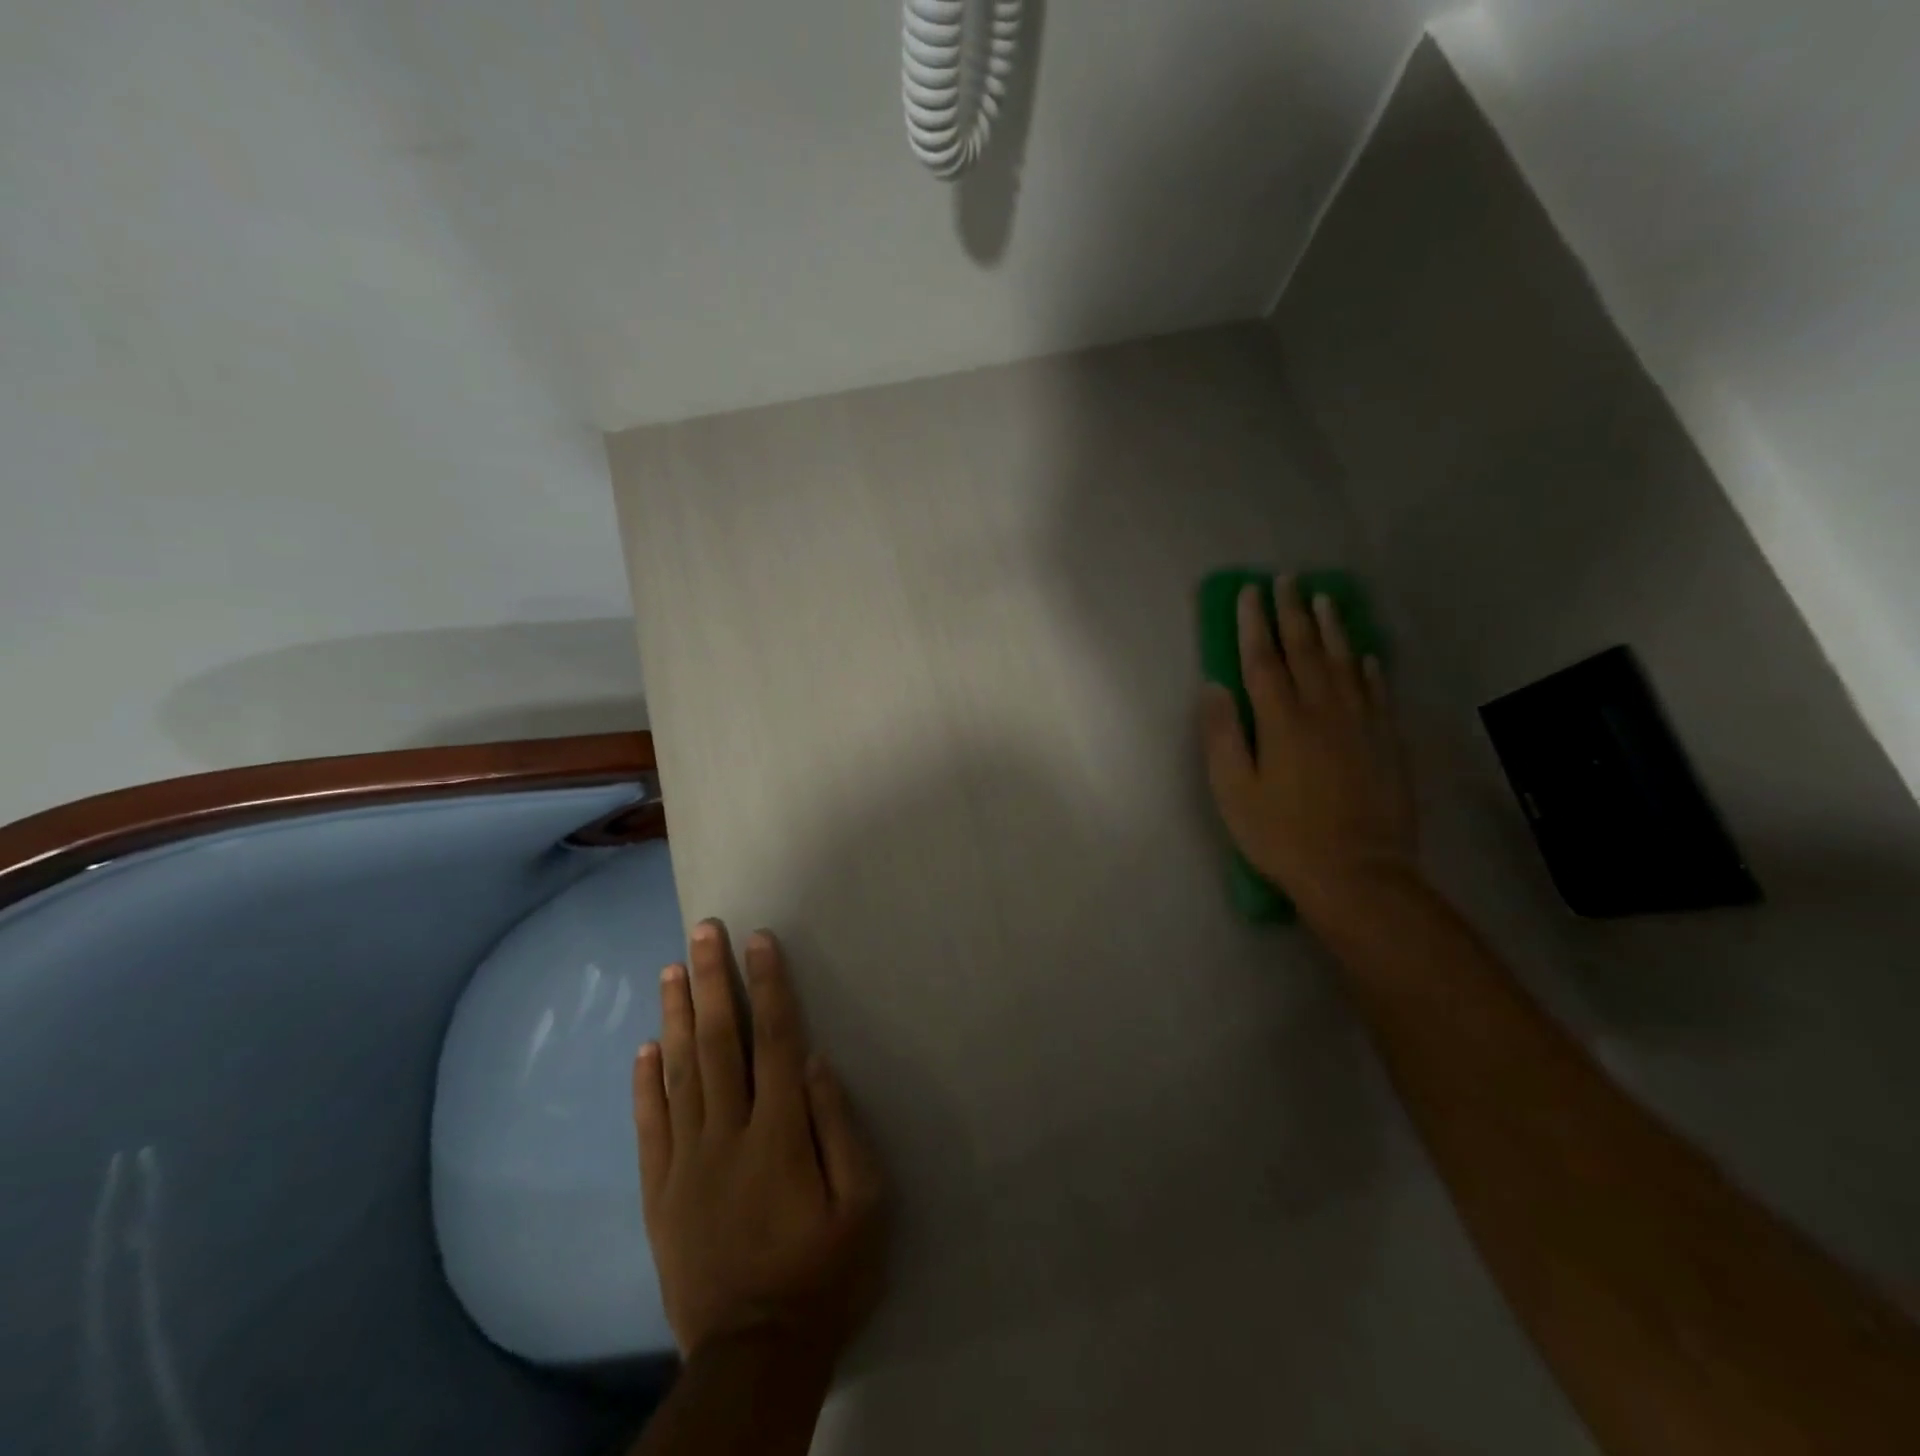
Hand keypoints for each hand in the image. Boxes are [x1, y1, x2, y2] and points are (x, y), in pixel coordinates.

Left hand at [633, 921, 888, 1367]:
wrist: (754, 1355)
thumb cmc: (825, 1273)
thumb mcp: (864, 1205)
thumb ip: (839, 1127)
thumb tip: (813, 1062)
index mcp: (779, 1133)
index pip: (772, 1039)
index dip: (767, 985)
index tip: (758, 941)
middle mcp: (727, 1133)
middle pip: (718, 1041)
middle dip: (711, 980)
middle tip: (702, 930)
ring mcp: (687, 1162)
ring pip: (679, 1072)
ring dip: (677, 1015)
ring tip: (672, 969)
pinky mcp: (661, 1193)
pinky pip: (650, 1125)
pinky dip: (646, 1082)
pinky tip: (646, 1047)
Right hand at [1201, 575, 1417, 920]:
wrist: (1357, 873)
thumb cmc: (1282, 836)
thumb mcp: (1233, 792)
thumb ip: (1222, 736)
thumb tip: (1214, 687)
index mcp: (1282, 722)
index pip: (1263, 660)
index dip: (1254, 623)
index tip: (1249, 592)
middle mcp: (1324, 711)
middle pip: (1307, 651)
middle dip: (1293, 613)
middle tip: (1287, 580)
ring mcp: (1362, 724)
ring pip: (1346, 663)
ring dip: (1333, 628)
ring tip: (1325, 599)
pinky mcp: (1388, 743)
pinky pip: (1379, 693)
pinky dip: (1370, 668)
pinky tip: (1366, 655)